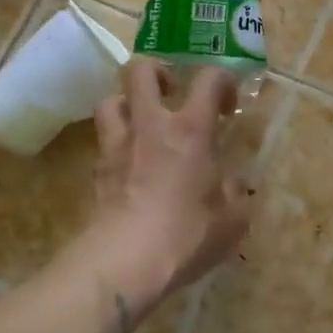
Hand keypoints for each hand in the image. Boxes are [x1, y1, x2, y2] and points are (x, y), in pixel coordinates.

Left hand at [87, 58, 252, 318]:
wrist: (125, 262)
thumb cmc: (186, 234)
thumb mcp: (231, 221)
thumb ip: (236, 196)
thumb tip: (235, 185)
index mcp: (192, 129)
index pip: (209, 78)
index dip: (223, 80)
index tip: (227, 105)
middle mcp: (151, 125)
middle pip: (140, 70)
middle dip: (157, 71)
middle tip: (172, 92)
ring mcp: (118, 145)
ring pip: (111, 100)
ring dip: (127, 104)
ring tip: (143, 124)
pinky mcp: (96, 171)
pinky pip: (103, 142)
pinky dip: (116, 144)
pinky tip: (129, 165)